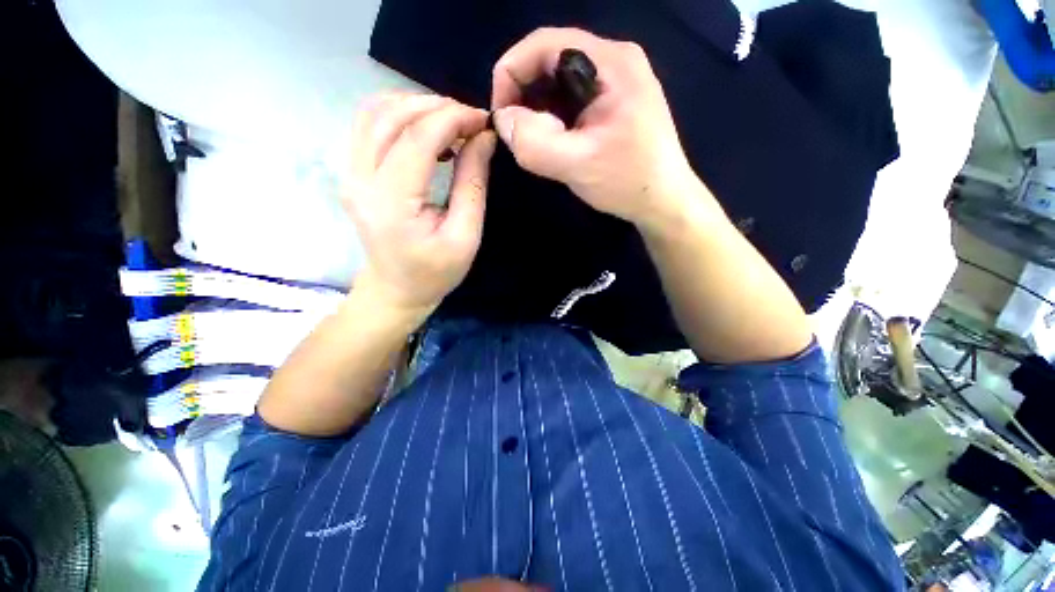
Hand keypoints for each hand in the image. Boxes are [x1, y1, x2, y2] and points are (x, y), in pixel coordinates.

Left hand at [342, 93, 495, 314]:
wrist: (397, 289)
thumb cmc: (436, 271)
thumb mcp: (466, 236)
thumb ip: (473, 184)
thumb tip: (483, 138)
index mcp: (391, 202)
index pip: (417, 139)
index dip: (452, 119)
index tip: (482, 120)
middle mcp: (360, 180)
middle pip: (391, 116)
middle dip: (436, 107)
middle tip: (470, 119)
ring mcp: (349, 173)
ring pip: (373, 112)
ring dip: (415, 105)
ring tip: (450, 121)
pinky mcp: (352, 172)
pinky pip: (368, 125)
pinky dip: (398, 115)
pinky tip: (425, 129)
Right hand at [491, 28, 702, 229]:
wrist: (664, 201)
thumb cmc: (628, 182)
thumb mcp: (577, 165)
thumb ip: (534, 143)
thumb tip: (503, 120)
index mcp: (610, 63)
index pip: (543, 44)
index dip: (510, 74)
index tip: (501, 117)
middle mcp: (613, 61)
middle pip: (550, 61)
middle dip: (523, 95)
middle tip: (516, 134)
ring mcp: (616, 82)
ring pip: (559, 83)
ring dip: (538, 110)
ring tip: (533, 142)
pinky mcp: (614, 103)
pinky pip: (571, 100)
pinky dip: (553, 118)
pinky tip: (553, 142)